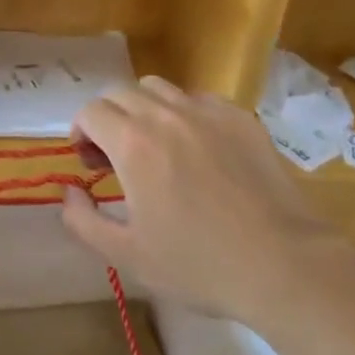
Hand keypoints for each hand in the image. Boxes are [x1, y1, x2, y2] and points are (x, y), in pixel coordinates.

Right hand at [62, 76, 349, 328]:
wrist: (286, 265)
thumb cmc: (200, 264)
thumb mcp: (128, 256)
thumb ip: (83, 220)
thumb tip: (68, 190)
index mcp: (132, 142)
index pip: (90, 111)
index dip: (81, 132)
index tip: (90, 163)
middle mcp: (164, 114)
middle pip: (120, 93)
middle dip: (108, 118)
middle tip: (116, 156)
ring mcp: (206, 111)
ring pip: (159, 88)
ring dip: (144, 110)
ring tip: (155, 146)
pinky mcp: (240, 117)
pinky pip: (198, 99)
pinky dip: (185, 114)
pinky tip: (198, 149)